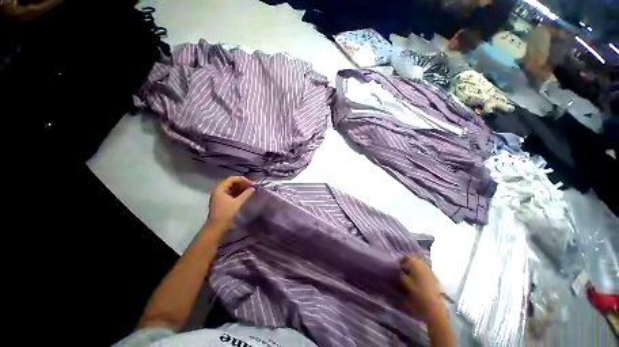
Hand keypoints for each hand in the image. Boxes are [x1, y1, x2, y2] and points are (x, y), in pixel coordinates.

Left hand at [206, 176, 254, 230]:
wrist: (216, 227)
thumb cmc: (226, 213)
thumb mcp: (237, 203)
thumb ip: (246, 194)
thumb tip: (253, 188)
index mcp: (220, 189)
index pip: (232, 179)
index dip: (243, 179)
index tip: (252, 183)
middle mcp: (219, 190)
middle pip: (232, 182)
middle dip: (243, 183)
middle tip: (252, 186)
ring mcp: (220, 195)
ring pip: (232, 188)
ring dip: (241, 188)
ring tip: (250, 190)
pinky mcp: (223, 200)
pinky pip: (231, 193)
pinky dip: (239, 192)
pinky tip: (245, 194)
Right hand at [400, 255, 444, 322]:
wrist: (433, 305)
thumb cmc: (416, 291)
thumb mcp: (404, 281)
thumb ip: (402, 273)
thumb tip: (402, 270)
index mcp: (416, 264)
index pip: (407, 256)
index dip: (402, 260)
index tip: (399, 265)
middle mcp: (424, 265)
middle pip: (415, 260)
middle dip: (409, 263)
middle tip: (404, 270)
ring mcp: (431, 272)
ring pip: (421, 266)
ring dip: (415, 269)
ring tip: (411, 276)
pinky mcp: (435, 279)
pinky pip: (426, 272)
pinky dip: (421, 274)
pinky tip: (418, 281)